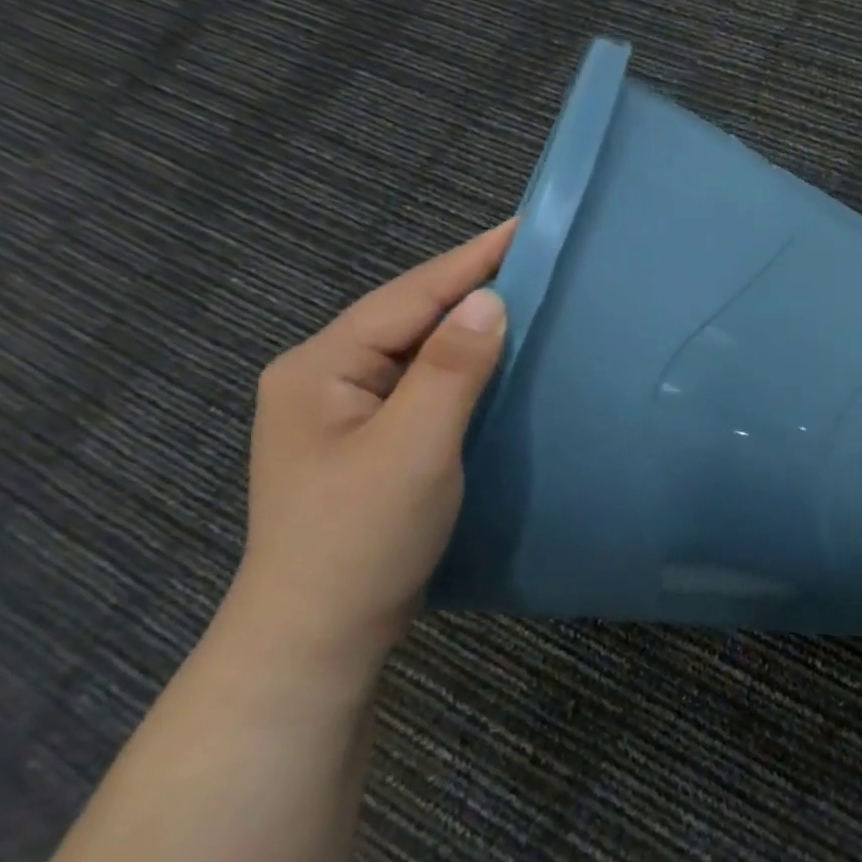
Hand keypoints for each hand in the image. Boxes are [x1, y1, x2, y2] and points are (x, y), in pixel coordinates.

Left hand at [227, 220, 515, 677]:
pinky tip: (499, 357)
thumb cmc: (363, 536)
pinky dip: (466, 361)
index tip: (528, 227)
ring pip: (420, 347)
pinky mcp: (371, 437)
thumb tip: (490, 299)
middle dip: (473, 284)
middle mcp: (326, 376)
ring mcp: (345, 409)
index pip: (410, 295)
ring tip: (531, 295)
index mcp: (322, 367)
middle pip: (411, 314)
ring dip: (472, 322)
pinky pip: (426, 380)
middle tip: (541, 258)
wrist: (320, 634)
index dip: (472, 260)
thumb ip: (451, 368)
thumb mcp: (414, 447)